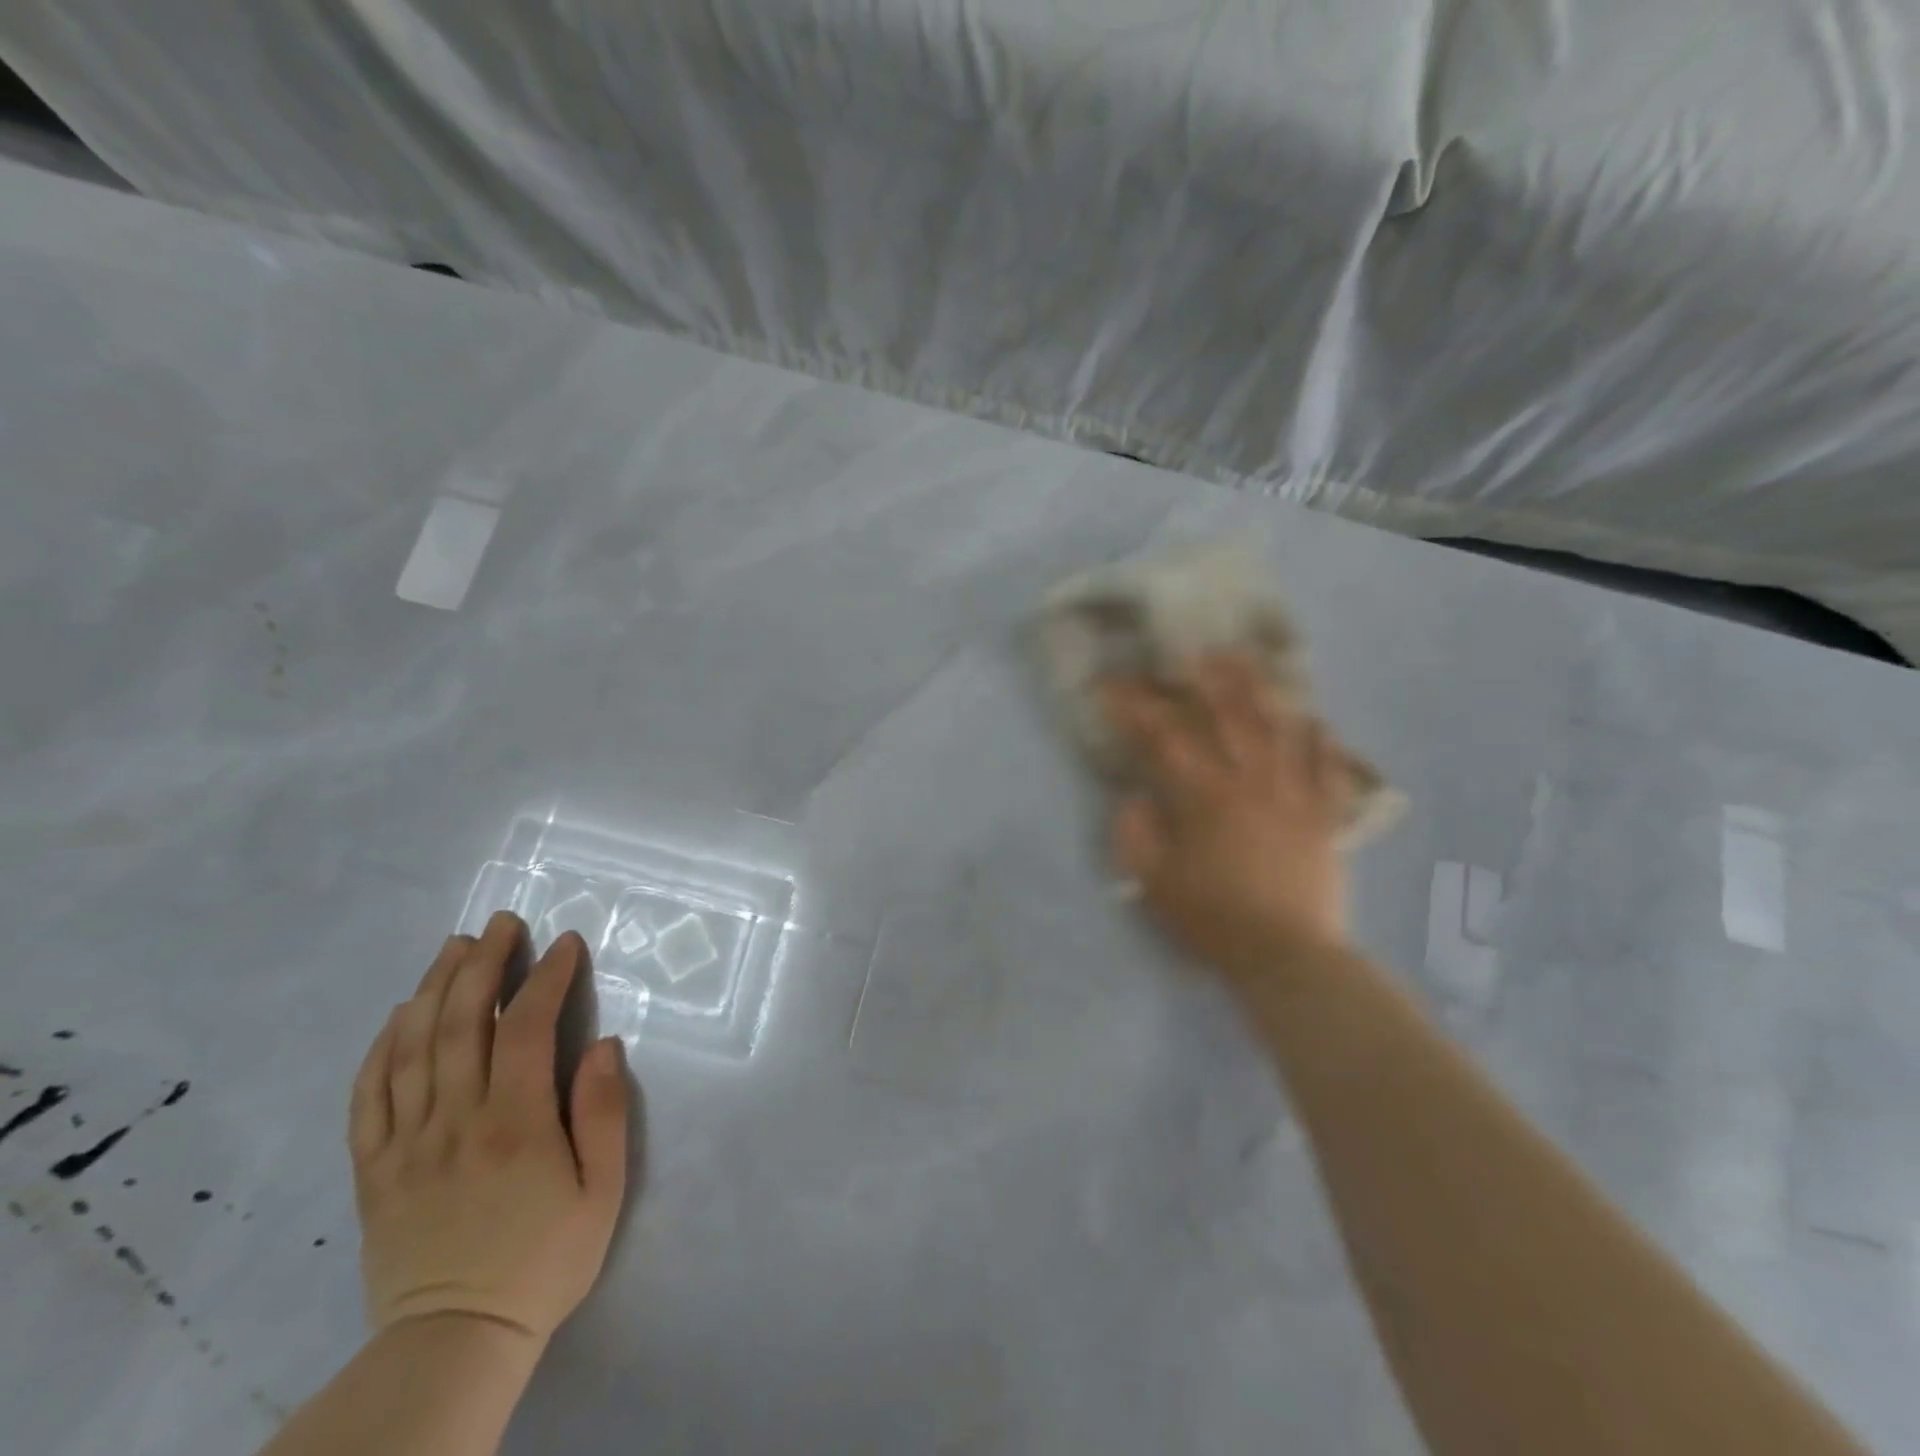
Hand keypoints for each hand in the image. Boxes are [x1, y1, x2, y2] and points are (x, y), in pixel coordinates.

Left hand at [348, 912, 629, 1348]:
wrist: (454, 1341)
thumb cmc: (544, 1260)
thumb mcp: (603, 1191)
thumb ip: (603, 1113)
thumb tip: (601, 1043)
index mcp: (515, 1123)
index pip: (525, 1028)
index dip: (546, 977)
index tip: (564, 943)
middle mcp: (455, 1121)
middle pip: (459, 1023)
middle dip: (483, 963)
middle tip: (501, 924)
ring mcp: (406, 1143)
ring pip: (411, 1047)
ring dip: (434, 988)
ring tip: (455, 946)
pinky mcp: (374, 1169)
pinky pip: (369, 1095)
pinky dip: (382, 1045)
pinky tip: (400, 1013)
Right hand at [1101, 653, 1350, 981]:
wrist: (1286, 956)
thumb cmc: (1212, 920)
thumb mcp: (1153, 882)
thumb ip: (1134, 834)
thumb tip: (1134, 798)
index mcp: (1202, 796)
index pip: (1162, 737)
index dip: (1134, 706)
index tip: (1111, 685)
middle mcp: (1248, 781)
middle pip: (1227, 716)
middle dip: (1205, 679)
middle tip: (1193, 650)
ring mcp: (1292, 794)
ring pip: (1277, 728)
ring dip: (1260, 690)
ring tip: (1250, 662)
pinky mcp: (1323, 815)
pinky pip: (1326, 767)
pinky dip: (1321, 740)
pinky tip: (1315, 719)